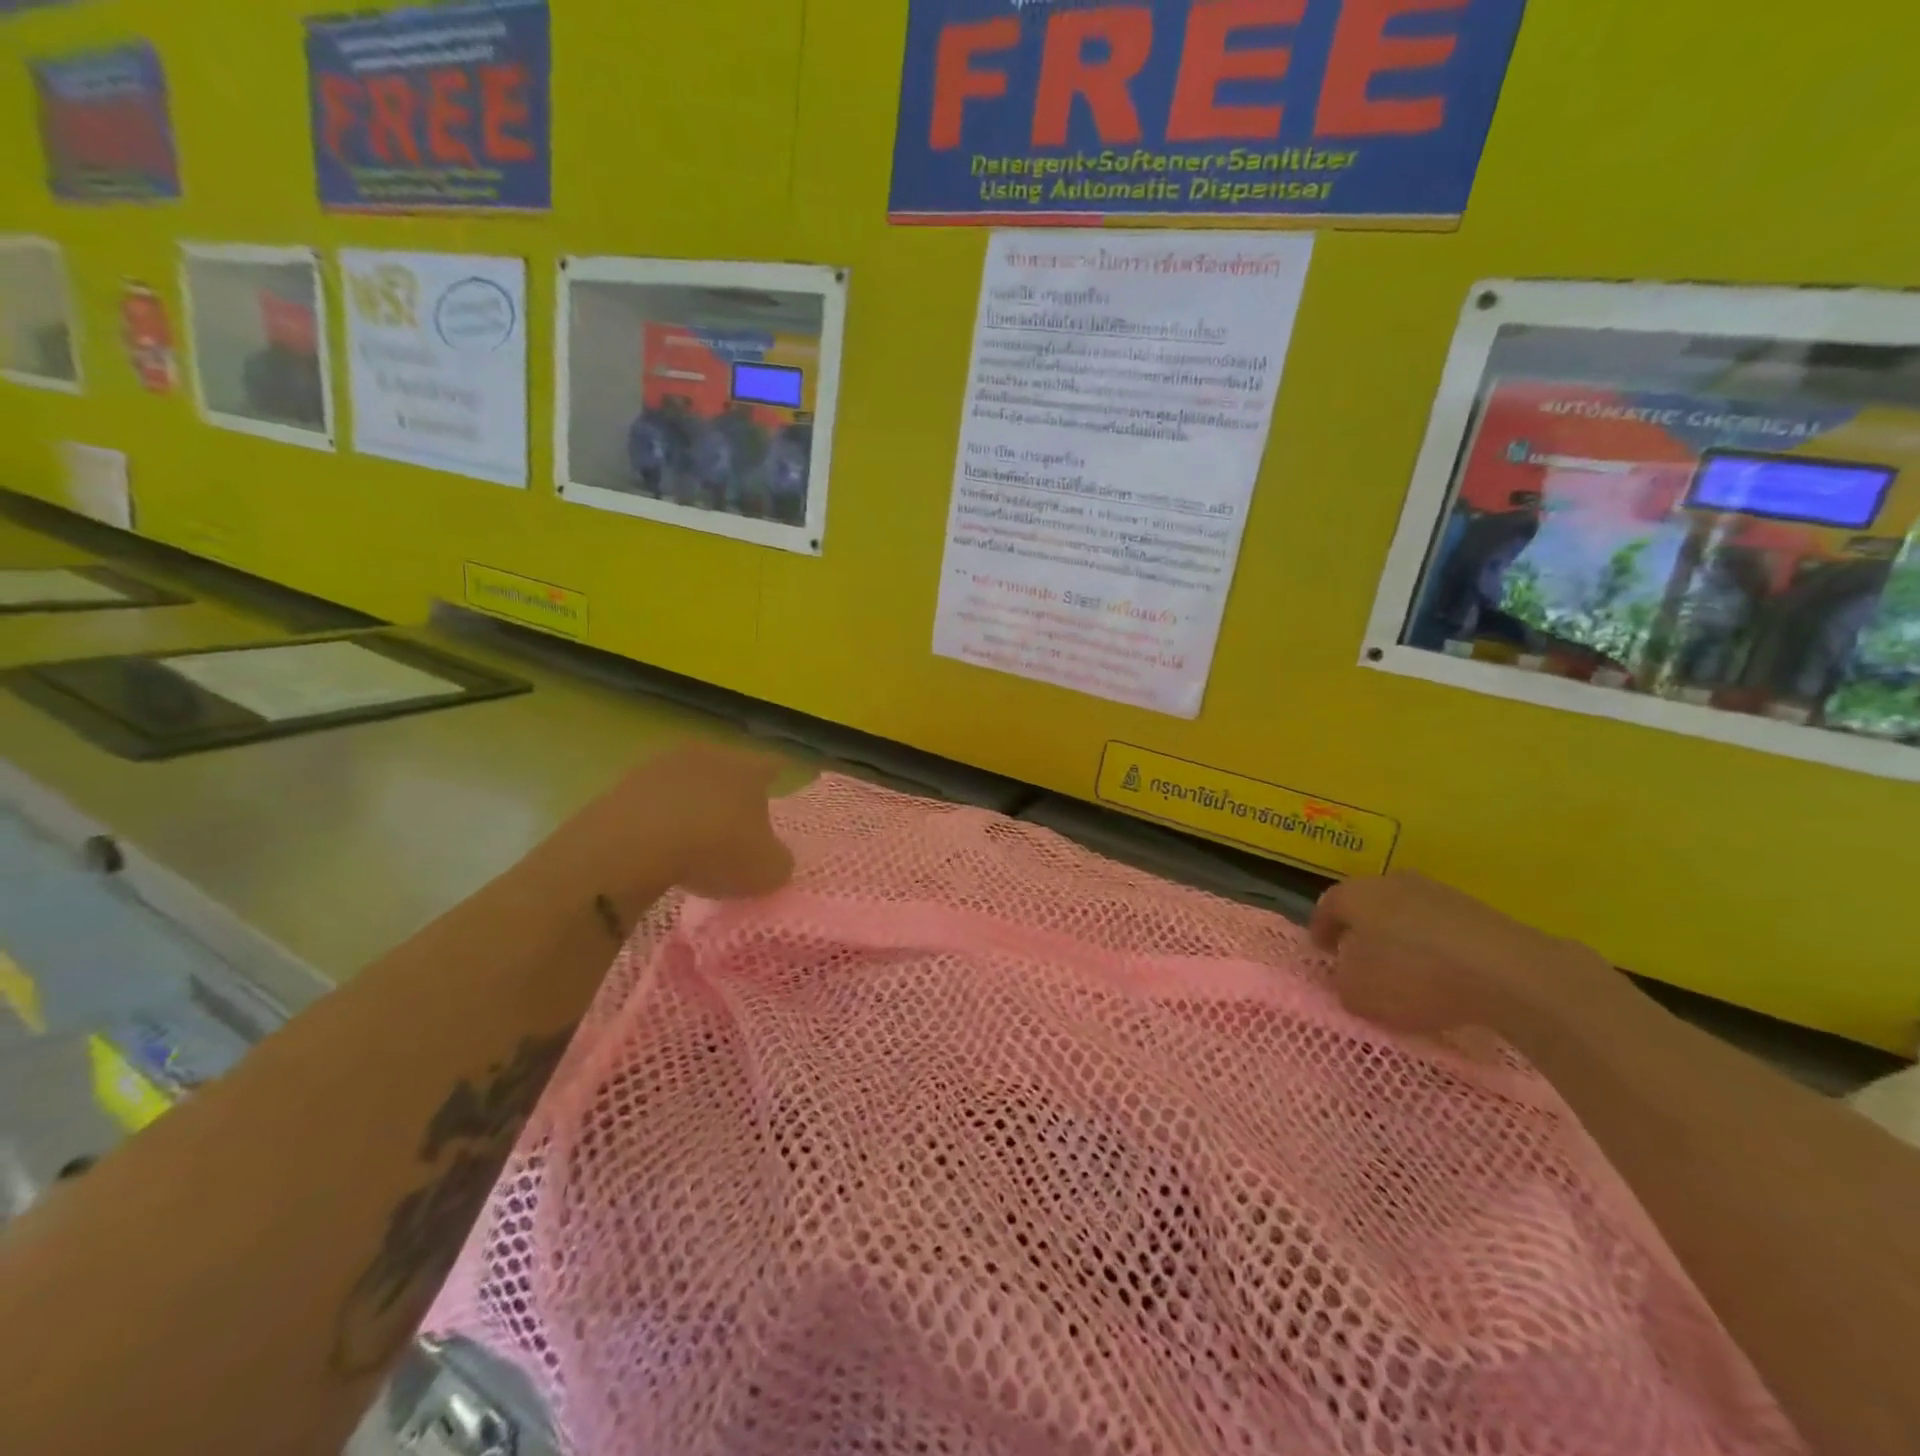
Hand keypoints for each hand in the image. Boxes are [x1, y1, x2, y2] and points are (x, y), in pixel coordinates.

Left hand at [557, 745, 794, 905]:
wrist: (632, 846)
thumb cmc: (715, 850)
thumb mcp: (766, 870)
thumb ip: (778, 860)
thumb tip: (773, 857)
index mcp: (748, 769)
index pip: (772, 766)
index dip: (777, 779)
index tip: (779, 791)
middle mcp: (709, 756)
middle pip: (727, 769)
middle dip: (732, 791)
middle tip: (736, 821)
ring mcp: (661, 766)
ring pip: (687, 781)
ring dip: (692, 803)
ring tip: (693, 837)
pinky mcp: (623, 784)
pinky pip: (652, 801)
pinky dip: (658, 818)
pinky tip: (658, 845)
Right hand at [1309, 871, 1621, 1038]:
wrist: (1507, 973)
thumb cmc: (1412, 977)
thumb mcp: (1358, 994)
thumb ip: (1342, 981)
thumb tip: (1348, 974)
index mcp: (1354, 894)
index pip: (1326, 906)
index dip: (1321, 930)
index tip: (1323, 953)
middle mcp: (1391, 882)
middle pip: (1367, 904)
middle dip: (1362, 930)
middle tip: (1361, 958)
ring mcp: (1438, 892)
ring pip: (1406, 913)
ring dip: (1402, 937)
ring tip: (1407, 971)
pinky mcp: (1478, 911)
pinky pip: (1442, 928)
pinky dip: (1437, 947)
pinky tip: (1445, 975)